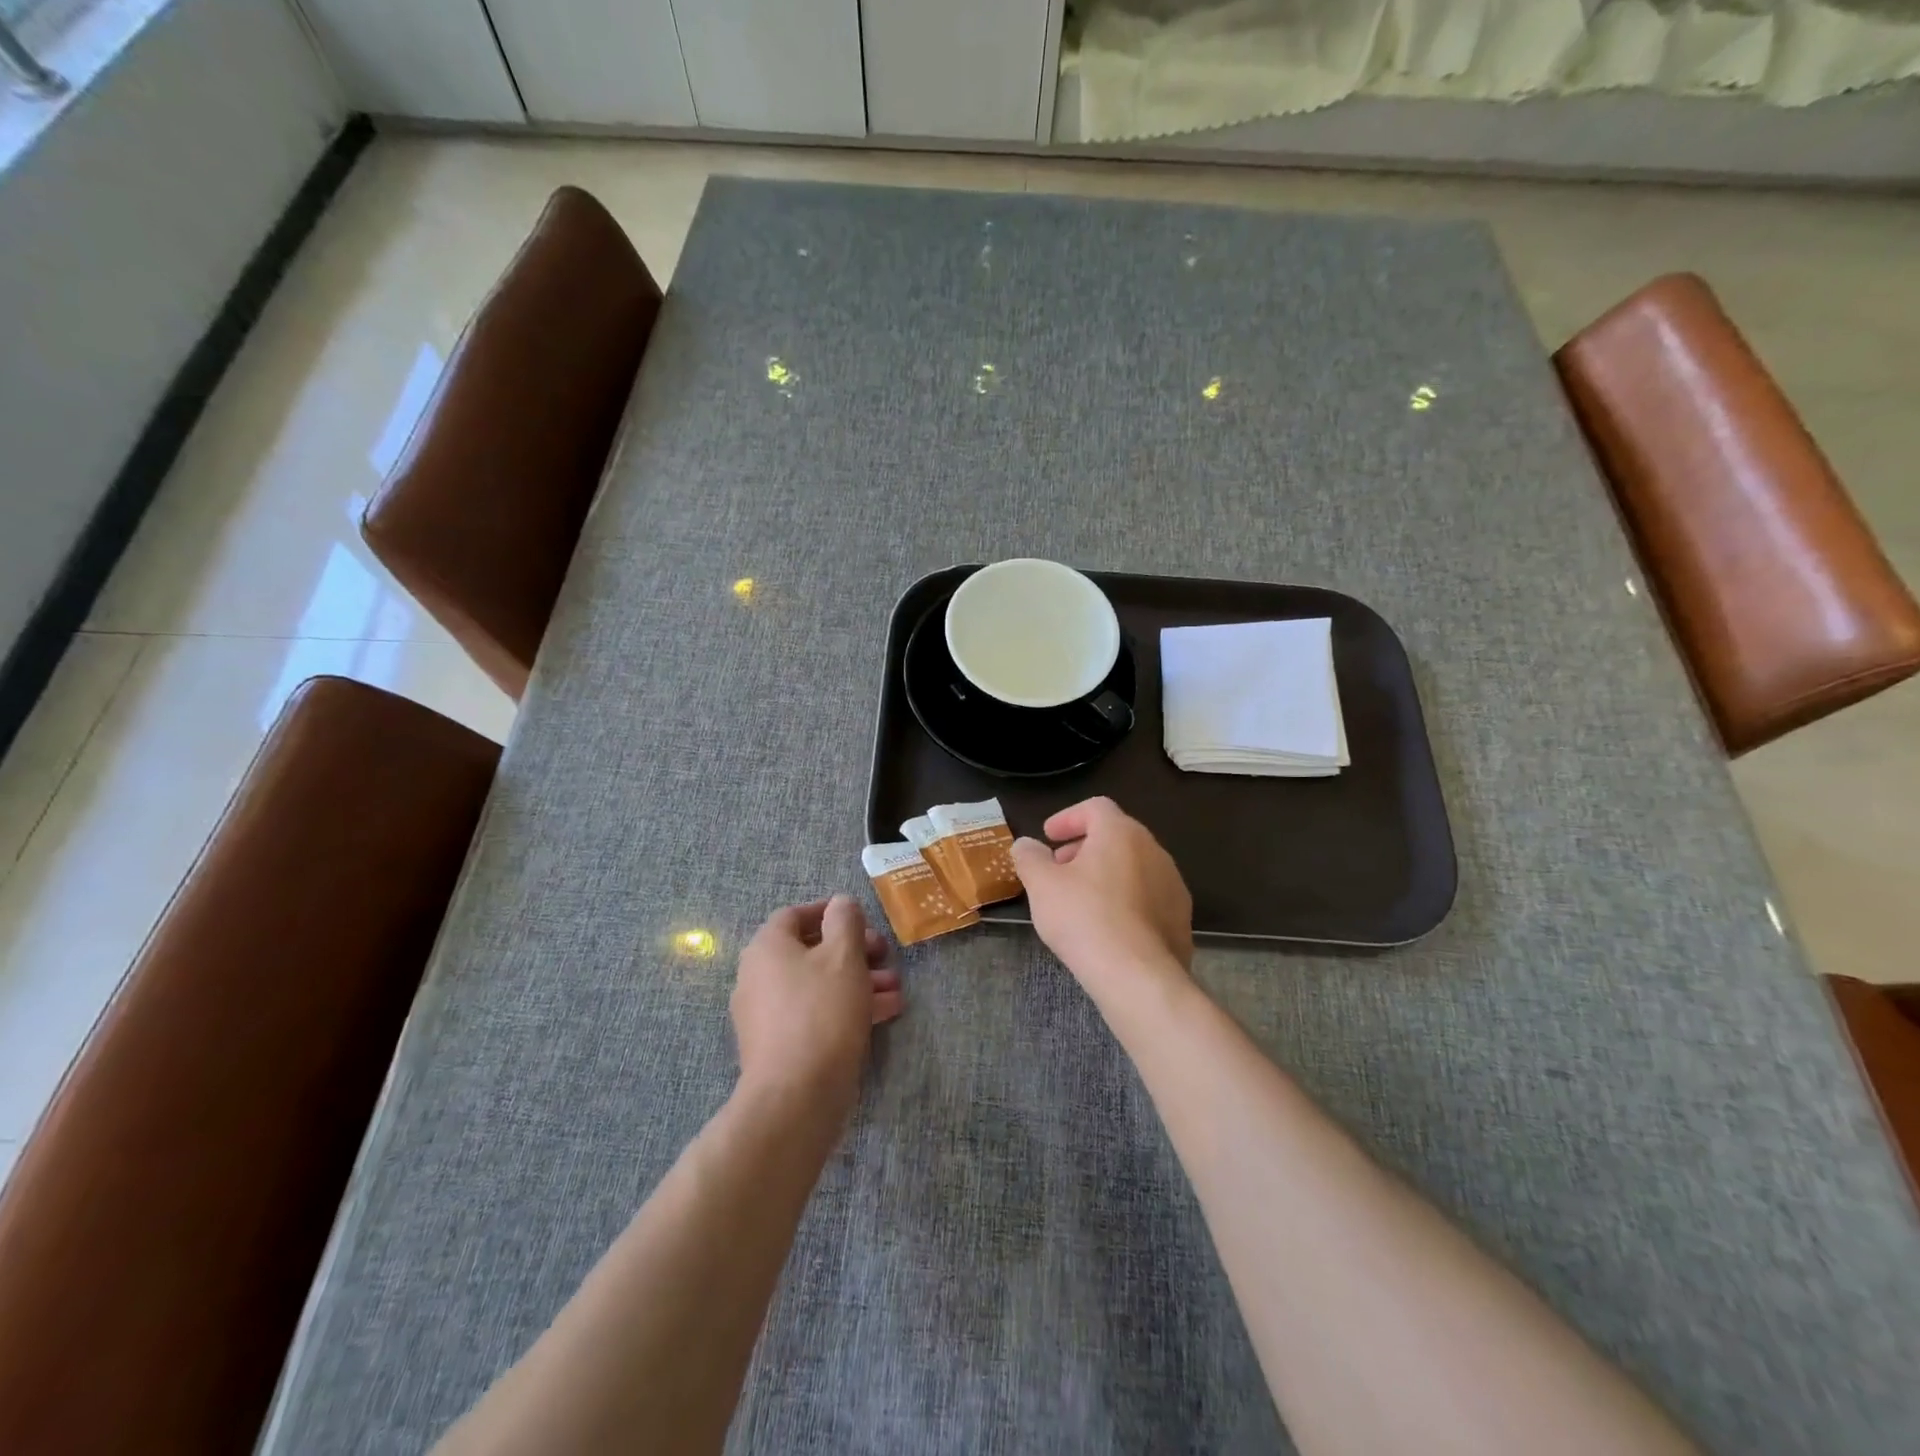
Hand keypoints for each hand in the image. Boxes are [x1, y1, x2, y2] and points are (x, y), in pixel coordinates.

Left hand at [731, 897, 903, 1113]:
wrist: (795, 1096)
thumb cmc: (821, 1011)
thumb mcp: (843, 955)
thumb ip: (846, 920)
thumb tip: (841, 904)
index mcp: (767, 947)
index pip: (795, 915)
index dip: (830, 912)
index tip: (862, 919)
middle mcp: (759, 976)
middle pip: (811, 951)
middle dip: (854, 951)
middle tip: (886, 955)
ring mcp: (767, 1014)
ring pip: (818, 985)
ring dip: (859, 980)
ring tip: (895, 988)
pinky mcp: (780, 1045)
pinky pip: (816, 1013)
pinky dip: (846, 1007)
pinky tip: (885, 1013)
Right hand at [1010, 797, 1193, 996]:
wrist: (1137, 975)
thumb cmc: (1084, 918)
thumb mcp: (1042, 885)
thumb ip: (1029, 857)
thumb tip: (1025, 844)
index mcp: (1121, 832)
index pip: (1095, 808)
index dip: (1068, 818)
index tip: (1048, 837)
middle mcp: (1153, 849)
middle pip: (1116, 836)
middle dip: (1085, 847)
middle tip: (1059, 868)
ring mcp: (1172, 884)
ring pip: (1133, 866)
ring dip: (1106, 873)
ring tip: (1081, 899)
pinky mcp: (1181, 917)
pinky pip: (1148, 897)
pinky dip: (1125, 900)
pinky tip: (1107, 926)